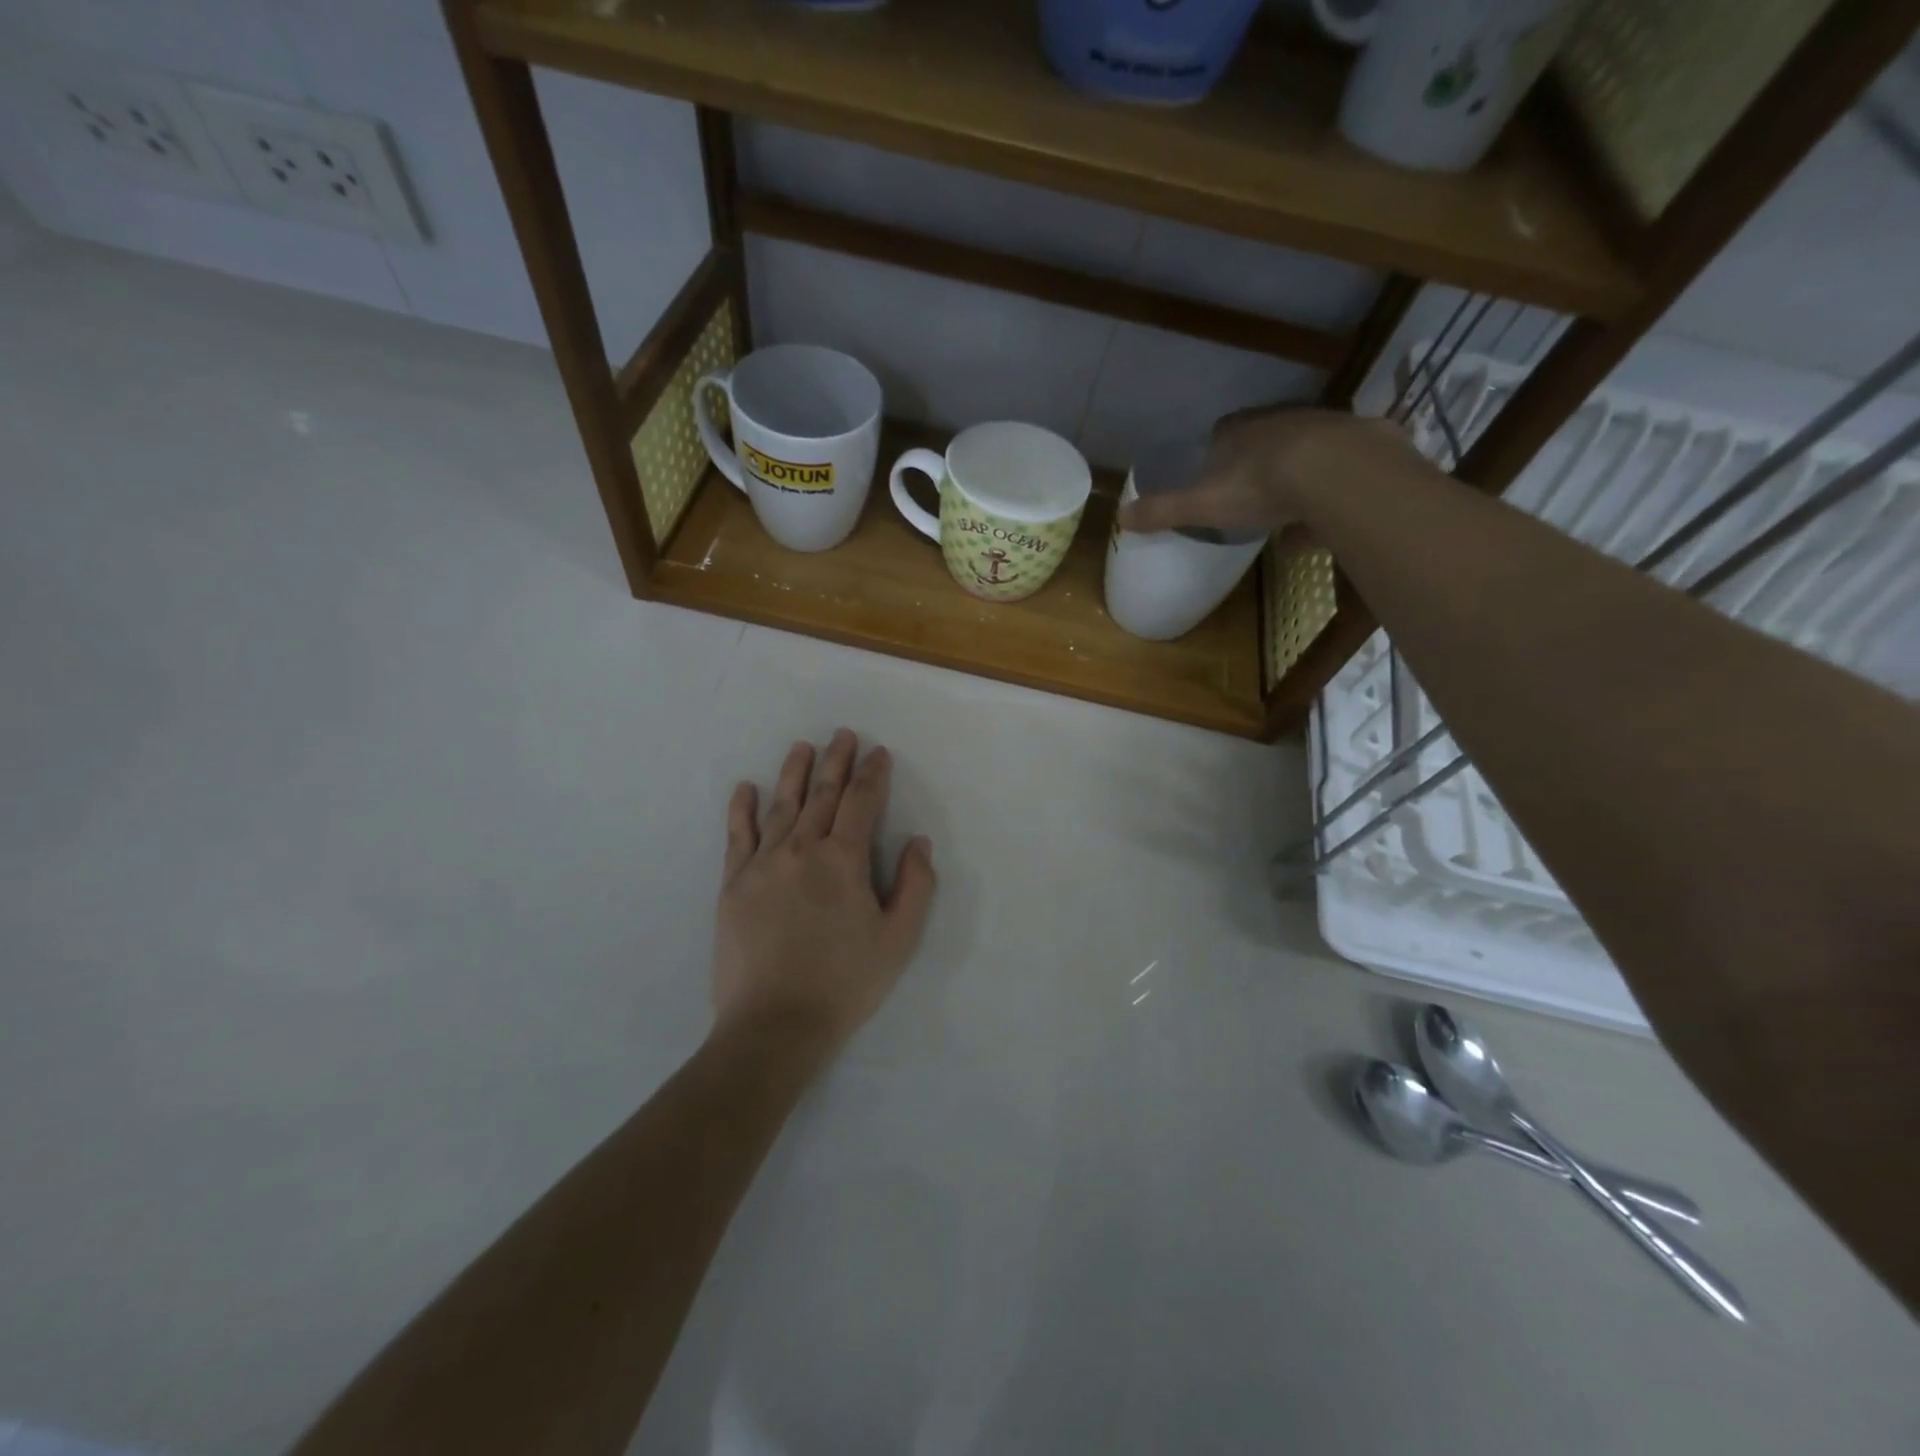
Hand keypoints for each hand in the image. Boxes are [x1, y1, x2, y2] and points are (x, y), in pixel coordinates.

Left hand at [711, 730, 935, 1064]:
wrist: (774, 1024)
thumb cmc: (845, 983)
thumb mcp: (898, 940)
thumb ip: (915, 886)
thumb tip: (917, 842)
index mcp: (843, 860)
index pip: (861, 802)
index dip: (872, 774)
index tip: (878, 753)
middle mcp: (802, 849)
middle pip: (821, 794)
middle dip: (836, 761)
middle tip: (842, 734)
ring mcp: (763, 864)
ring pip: (781, 805)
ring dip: (793, 772)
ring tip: (801, 746)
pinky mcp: (734, 884)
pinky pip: (738, 836)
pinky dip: (742, 809)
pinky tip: (746, 788)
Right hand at [1117, 407, 1420, 536]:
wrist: (1339, 473)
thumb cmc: (1261, 486)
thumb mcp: (1202, 505)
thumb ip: (1164, 511)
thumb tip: (1120, 518)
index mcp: (1240, 432)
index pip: (1222, 434)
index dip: (1217, 455)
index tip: (1215, 478)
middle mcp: (1282, 421)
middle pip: (1265, 441)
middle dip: (1259, 465)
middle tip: (1253, 497)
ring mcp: (1326, 429)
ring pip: (1305, 455)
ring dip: (1297, 480)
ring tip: (1291, 514)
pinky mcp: (1363, 446)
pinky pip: (1340, 473)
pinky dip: (1331, 496)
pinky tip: (1327, 523)